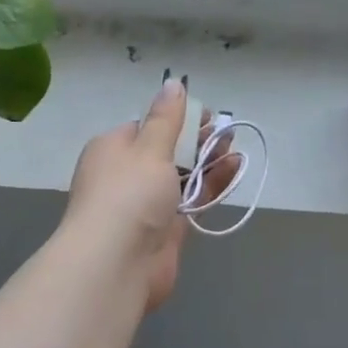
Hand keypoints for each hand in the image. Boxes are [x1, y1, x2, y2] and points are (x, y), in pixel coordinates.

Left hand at [61, 79, 231, 310]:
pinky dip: (212, 186)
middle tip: (226, 130)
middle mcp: (126, 175)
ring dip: (208, 161)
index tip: (205, 113)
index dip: (175, 118)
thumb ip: (167, 118)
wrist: (116, 264)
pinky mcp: (166, 230)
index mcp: (112, 149)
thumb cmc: (128, 194)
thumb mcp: (149, 147)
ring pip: (182, 177)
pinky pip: (192, 201)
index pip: (145, 127)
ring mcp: (146, 205)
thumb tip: (174, 82)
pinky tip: (234, 169)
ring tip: (235, 146)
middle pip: (166, 151)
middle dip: (196, 140)